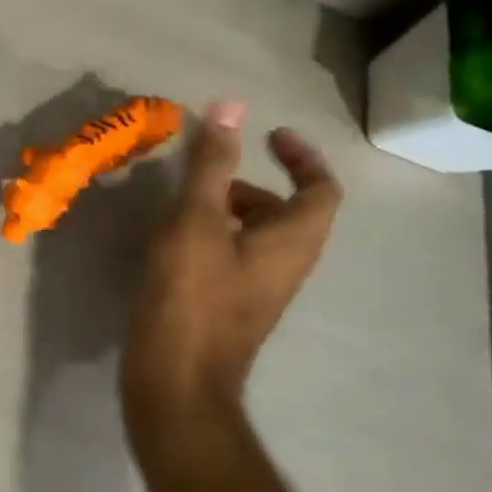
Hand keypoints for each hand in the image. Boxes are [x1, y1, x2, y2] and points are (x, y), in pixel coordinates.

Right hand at [123, 102, 340, 455]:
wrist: (176, 384)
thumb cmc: (189, 298)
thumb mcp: (195, 221)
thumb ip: (211, 164)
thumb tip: (231, 106)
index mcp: (291, 242)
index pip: (321, 189)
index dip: (302, 156)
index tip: (269, 135)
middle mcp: (285, 266)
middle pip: (286, 212)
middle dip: (249, 183)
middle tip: (205, 173)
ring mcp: (258, 291)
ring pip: (256, 236)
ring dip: (227, 209)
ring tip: (179, 204)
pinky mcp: (231, 308)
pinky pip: (234, 258)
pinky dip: (213, 236)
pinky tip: (170, 241)